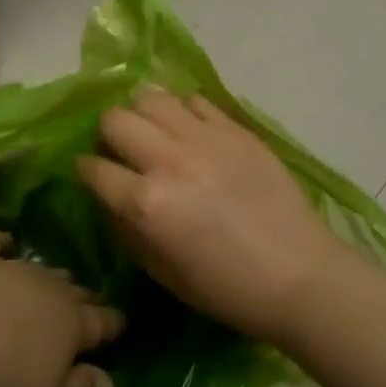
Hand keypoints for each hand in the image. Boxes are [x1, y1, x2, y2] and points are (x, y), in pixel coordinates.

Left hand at [0, 230, 123, 386]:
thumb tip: (108, 379)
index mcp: (71, 327)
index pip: (100, 324)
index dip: (112, 325)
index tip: (122, 323)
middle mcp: (47, 290)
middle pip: (73, 292)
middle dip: (86, 298)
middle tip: (94, 301)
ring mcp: (8, 268)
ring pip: (40, 268)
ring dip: (52, 275)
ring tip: (62, 276)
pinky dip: (1, 242)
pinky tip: (5, 240)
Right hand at [76, 90, 355, 343]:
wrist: (300, 277)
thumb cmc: (226, 289)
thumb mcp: (162, 273)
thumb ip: (126, 230)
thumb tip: (110, 198)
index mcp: (147, 204)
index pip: (93, 168)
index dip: (85, 170)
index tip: (90, 172)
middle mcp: (169, 161)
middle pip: (115, 119)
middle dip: (107, 134)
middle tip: (121, 150)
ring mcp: (206, 139)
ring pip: (151, 97)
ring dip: (142, 115)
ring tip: (153, 133)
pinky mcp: (237, 130)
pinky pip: (196, 100)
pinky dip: (183, 111)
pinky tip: (191, 132)